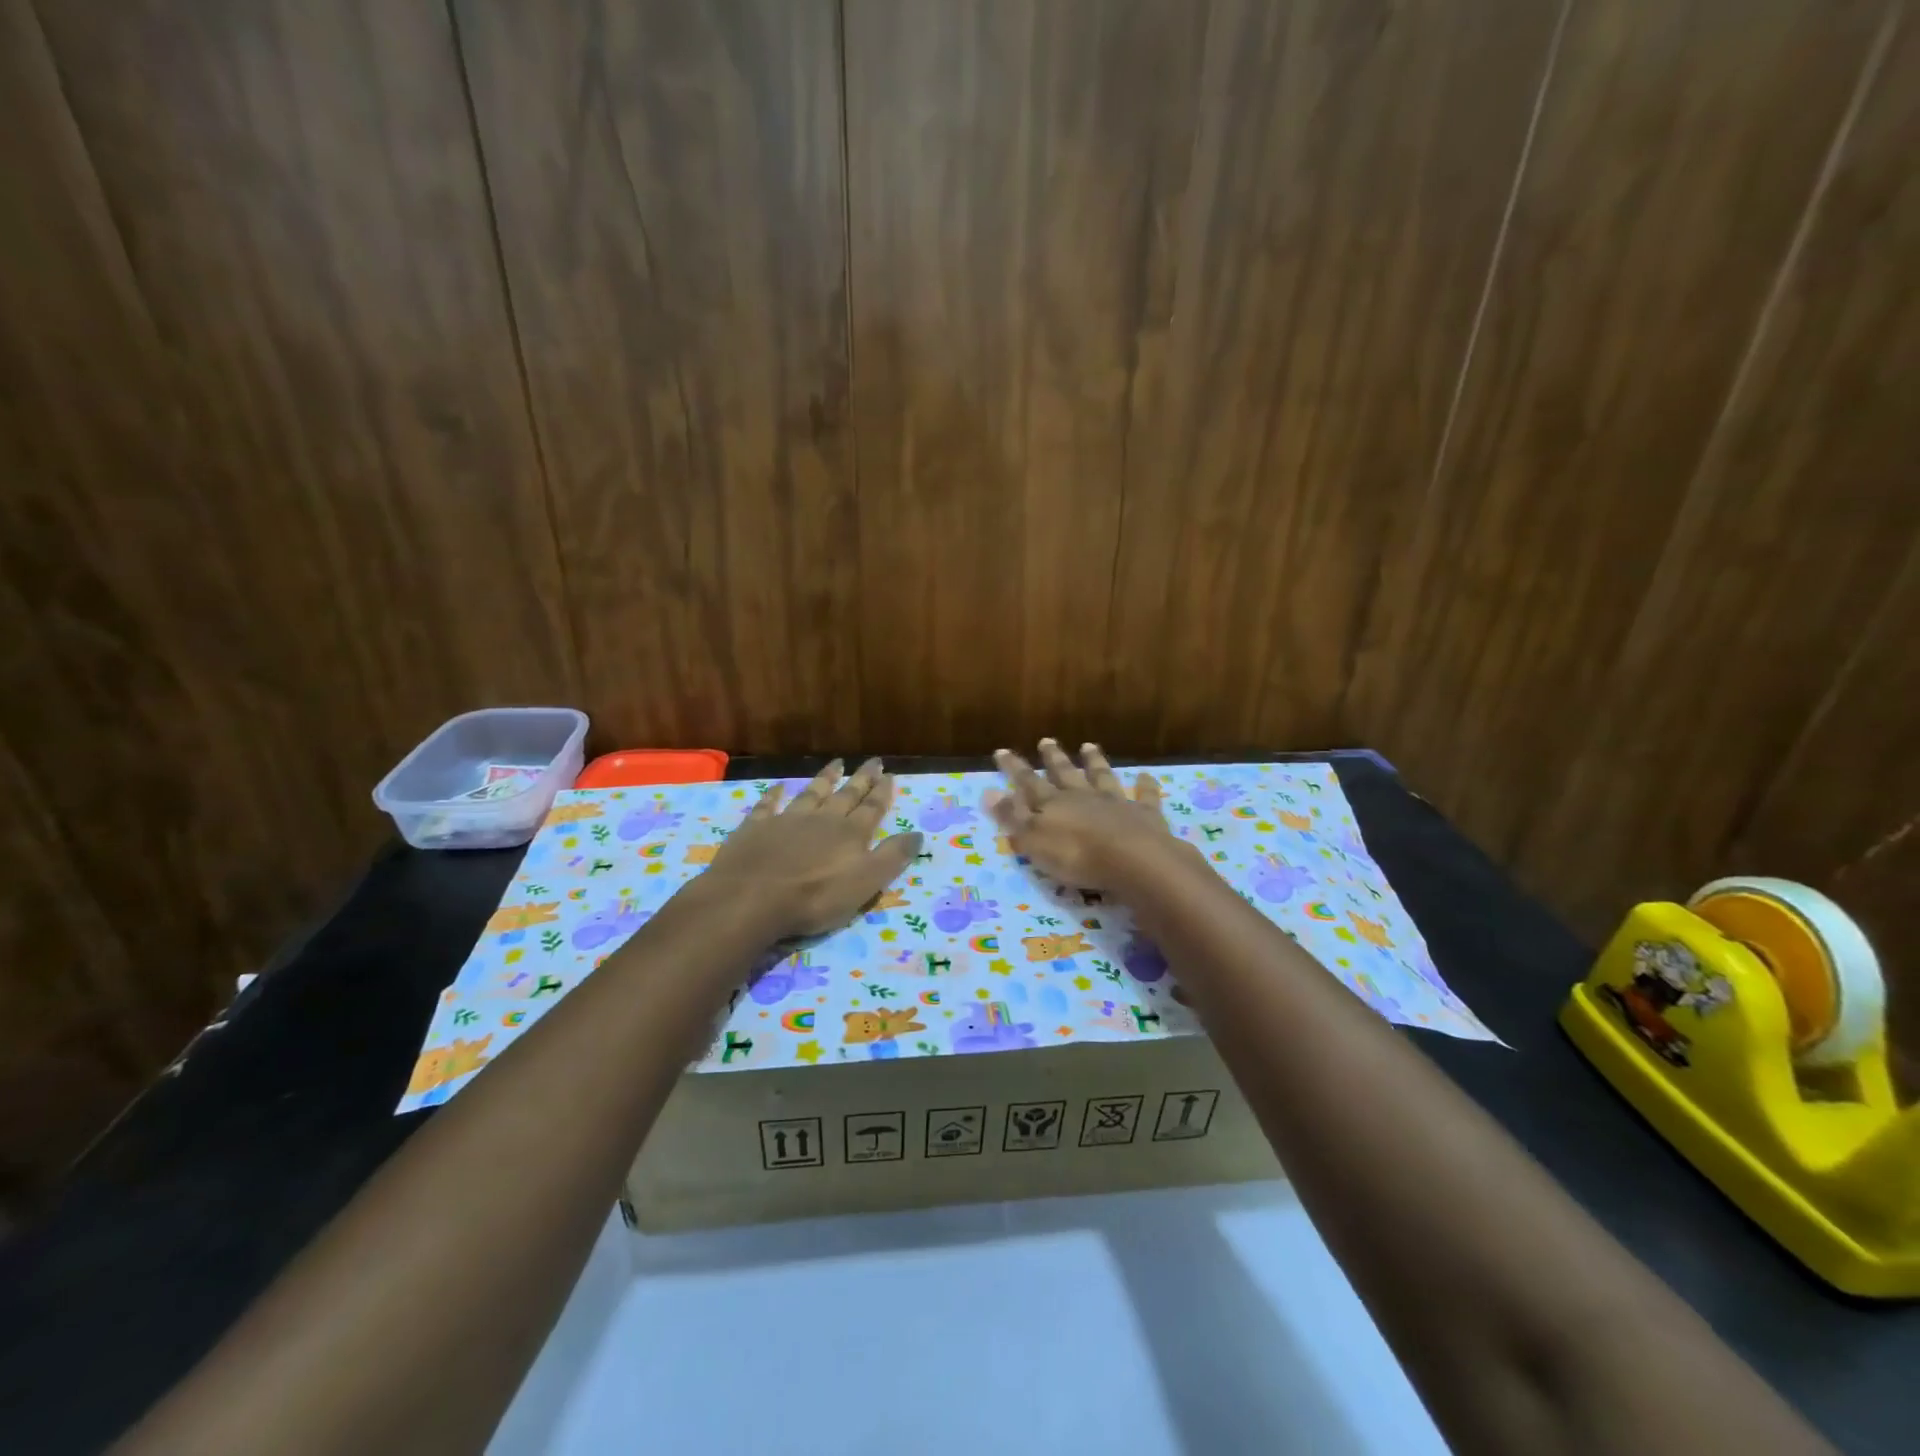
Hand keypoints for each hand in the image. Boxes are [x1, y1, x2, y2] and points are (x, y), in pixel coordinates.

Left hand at [700, 759, 922, 937]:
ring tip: (836, 763)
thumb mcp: (865, 883)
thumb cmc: (815, 897)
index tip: (890, 774)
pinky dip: (774, 795)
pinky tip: (778, 787)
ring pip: (811, 793)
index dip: (882, 792)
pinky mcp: (756, 828)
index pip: (872, 808)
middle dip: (861, 779)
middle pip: (846, 795)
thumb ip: (892, 857)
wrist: (751, 897)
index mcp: (850, 834)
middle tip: (873, 760)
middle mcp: (822, 820)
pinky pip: (768, 805)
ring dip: (825, 778)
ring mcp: (787, 820)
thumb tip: (918, 834)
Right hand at [985, 740, 1193, 890]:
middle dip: (1053, 758)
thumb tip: (987, 792)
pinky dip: (1145, 786)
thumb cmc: (1076, 856)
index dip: (1013, 768)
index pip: (1028, 783)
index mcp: (1053, 804)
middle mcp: (1082, 796)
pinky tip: (1146, 776)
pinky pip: (1145, 796)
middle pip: (1065, 773)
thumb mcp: (1033, 840)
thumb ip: (1012, 816)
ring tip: (1089, 746)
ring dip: (1094, 762)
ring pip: (1102, 777)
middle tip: (1046, 740)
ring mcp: (1115, 803)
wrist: (1133, 860)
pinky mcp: (1143, 815)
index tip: (1001, 750)